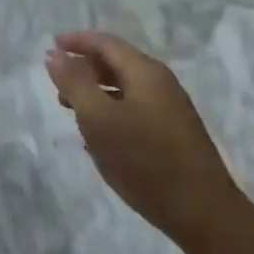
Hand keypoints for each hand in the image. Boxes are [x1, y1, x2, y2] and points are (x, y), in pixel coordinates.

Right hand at [46, 32, 238, 251]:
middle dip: (85, 67)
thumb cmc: (145, 160)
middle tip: (57, 84)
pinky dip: (111, 110)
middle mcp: (161, 83)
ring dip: (96, 91)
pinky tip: (99, 134)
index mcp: (145, 72)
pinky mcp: (173, 133)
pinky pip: (135, 108)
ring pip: (125, 88)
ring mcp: (170, 108)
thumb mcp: (99, 119)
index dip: (77, 42)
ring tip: (71, 109)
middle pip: (117, 62)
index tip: (52, 47)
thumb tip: (56, 54)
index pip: (106, 43)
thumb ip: (75, 83)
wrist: (202, 211)